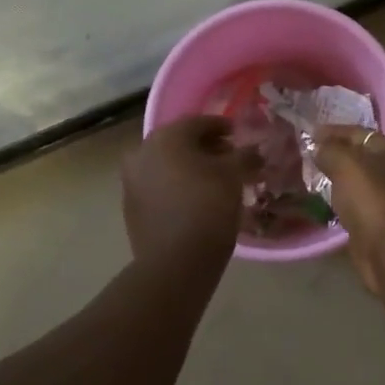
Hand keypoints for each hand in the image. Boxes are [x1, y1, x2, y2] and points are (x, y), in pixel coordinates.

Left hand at [122, 117, 256, 266]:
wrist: (175, 261)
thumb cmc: (208, 207)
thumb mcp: (234, 176)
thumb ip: (245, 155)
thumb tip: (253, 150)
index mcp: (166, 137)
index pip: (199, 122)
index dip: (223, 127)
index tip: (239, 136)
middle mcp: (143, 152)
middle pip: (180, 142)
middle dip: (206, 148)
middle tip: (229, 159)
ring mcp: (132, 181)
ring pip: (167, 165)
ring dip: (190, 168)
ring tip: (215, 182)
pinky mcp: (131, 207)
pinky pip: (158, 186)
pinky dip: (177, 186)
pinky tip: (196, 200)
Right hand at [316, 125, 384, 293]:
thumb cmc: (370, 198)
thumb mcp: (345, 164)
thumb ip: (329, 150)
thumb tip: (318, 147)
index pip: (357, 132)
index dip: (332, 131)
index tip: (308, 133)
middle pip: (358, 156)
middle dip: (334, 154)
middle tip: (306, 154)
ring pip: (356, 180)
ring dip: (336, 178)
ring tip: (310, 175)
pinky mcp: (379, 220)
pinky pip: (355, 202)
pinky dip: (340, 199)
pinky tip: (324, 201)